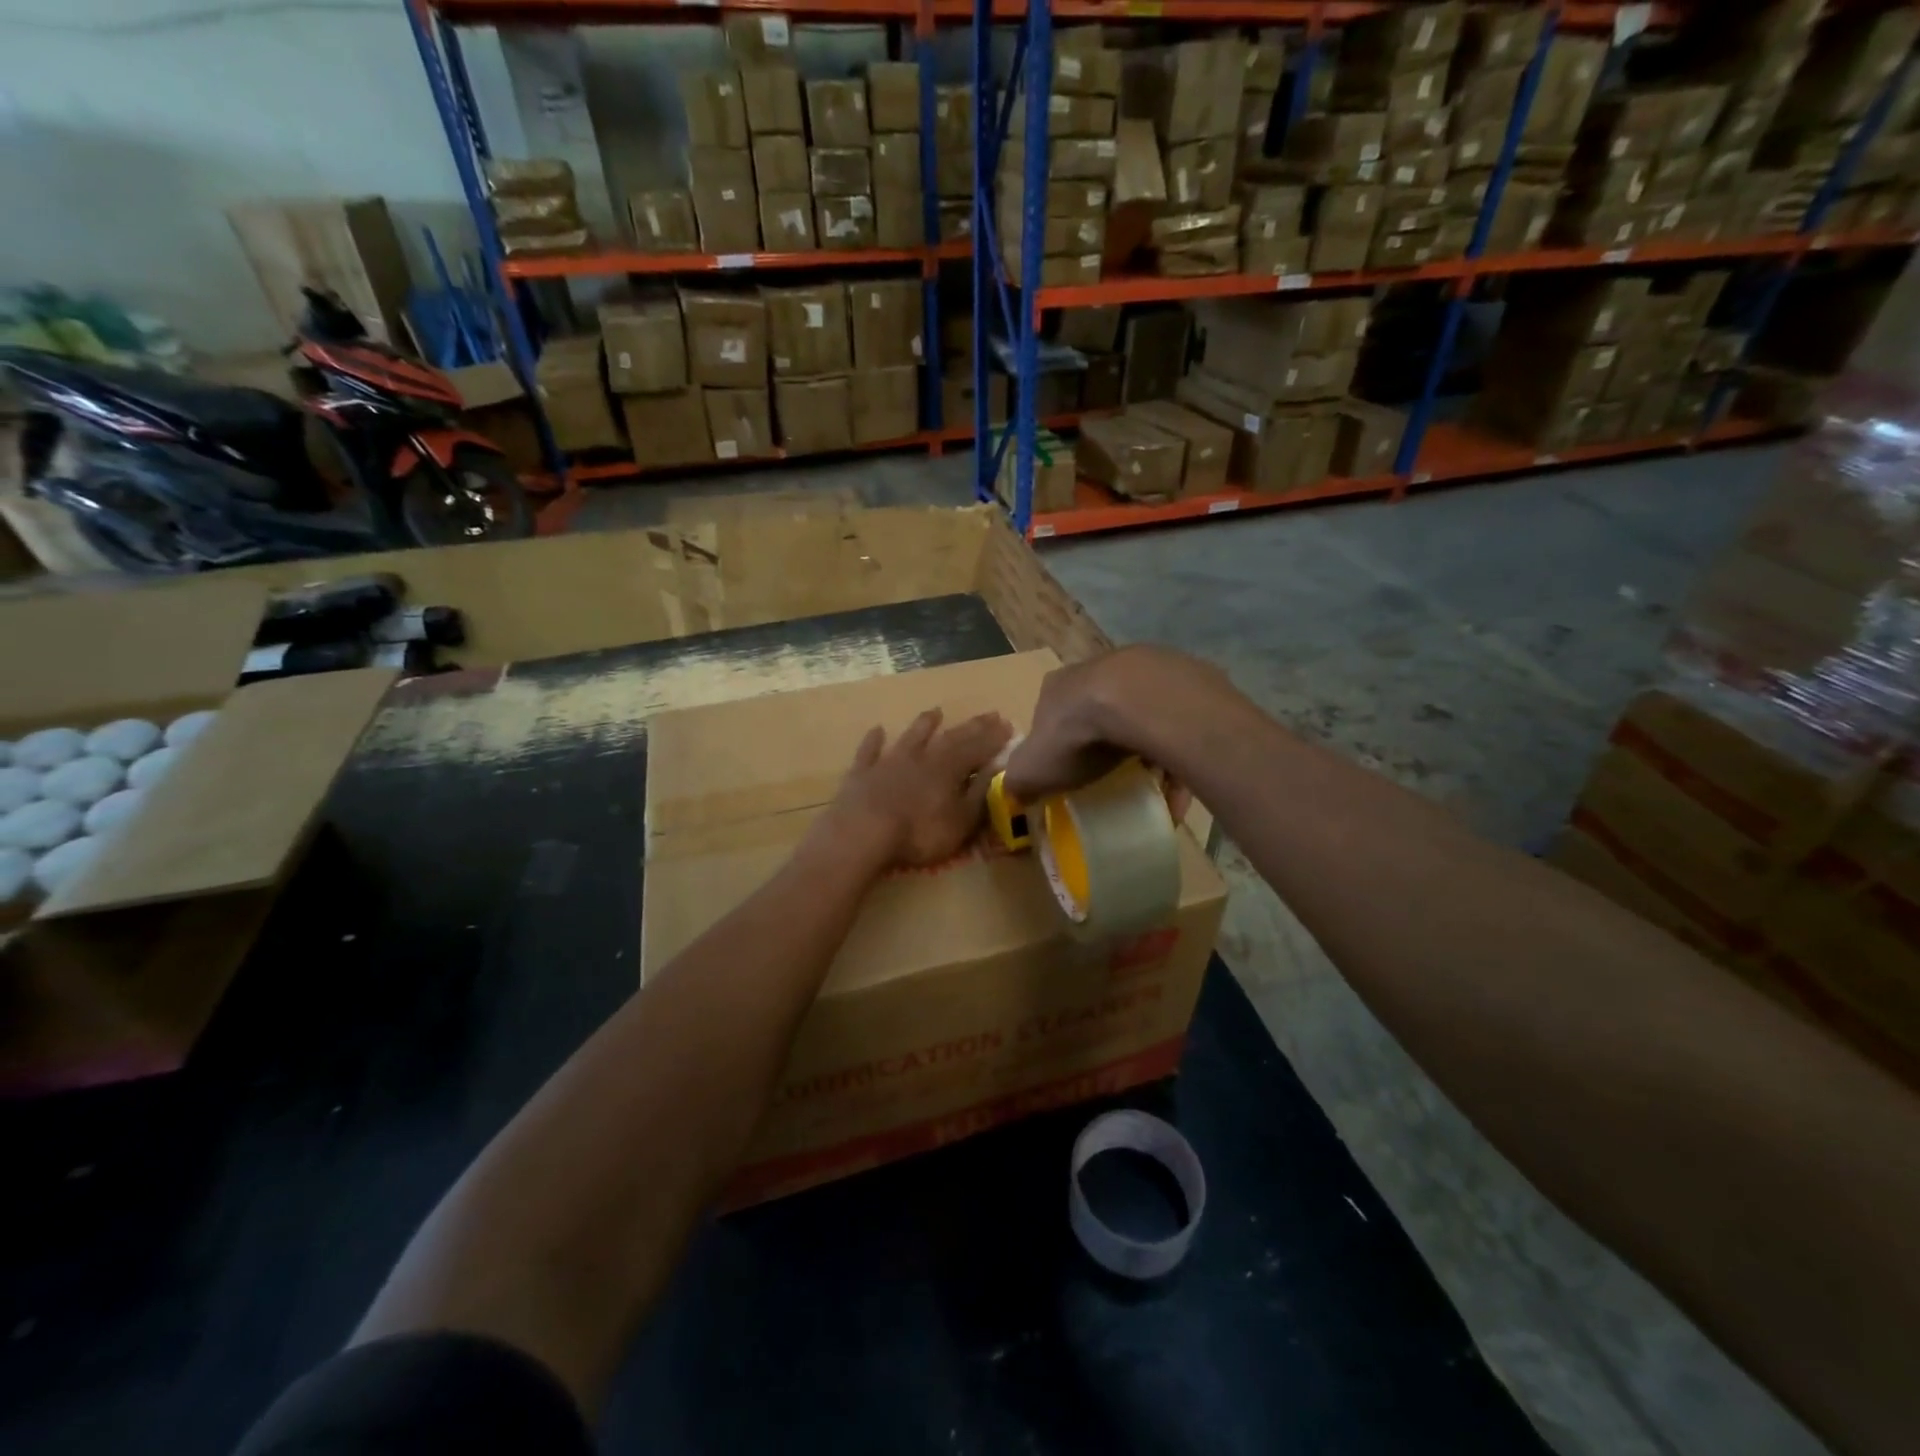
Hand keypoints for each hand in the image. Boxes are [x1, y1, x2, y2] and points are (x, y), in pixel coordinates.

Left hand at [816, 708, 1013, 869]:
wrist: (863, 833)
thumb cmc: (919, 833)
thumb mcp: (961, 821)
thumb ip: (979, 794)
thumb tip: (997, 770)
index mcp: (949, 769)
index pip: (978, 749)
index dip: (994, 739)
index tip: (1009, 726)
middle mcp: (922, 758)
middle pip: (951, 738)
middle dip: (971, 727)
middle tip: (988, 715)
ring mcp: (889, 762)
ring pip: (911, 737)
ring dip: (924, 724)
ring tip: (935, 711)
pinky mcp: (862, 773)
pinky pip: (869, 752)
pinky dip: (874, 740)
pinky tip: (877, 730)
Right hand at [1003, 646, 1235, 801]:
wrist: (1142, 704)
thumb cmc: (1078, 735)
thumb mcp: (1033, 767)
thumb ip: (1020, 780)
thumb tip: (1015, 794)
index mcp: (1059, 685)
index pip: (1051, 710)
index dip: (1057, 741)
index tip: (1066, 770)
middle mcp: (1100, 669)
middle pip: (1098, 710)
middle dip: (1103, 743)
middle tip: (1109, 778)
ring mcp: (1145, 670)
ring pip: (1141, 716)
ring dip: (1144, 751)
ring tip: (1150, 790)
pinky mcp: (1184, 680)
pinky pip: (1178, 726)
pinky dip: (1177, 759)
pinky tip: (1178, 794)